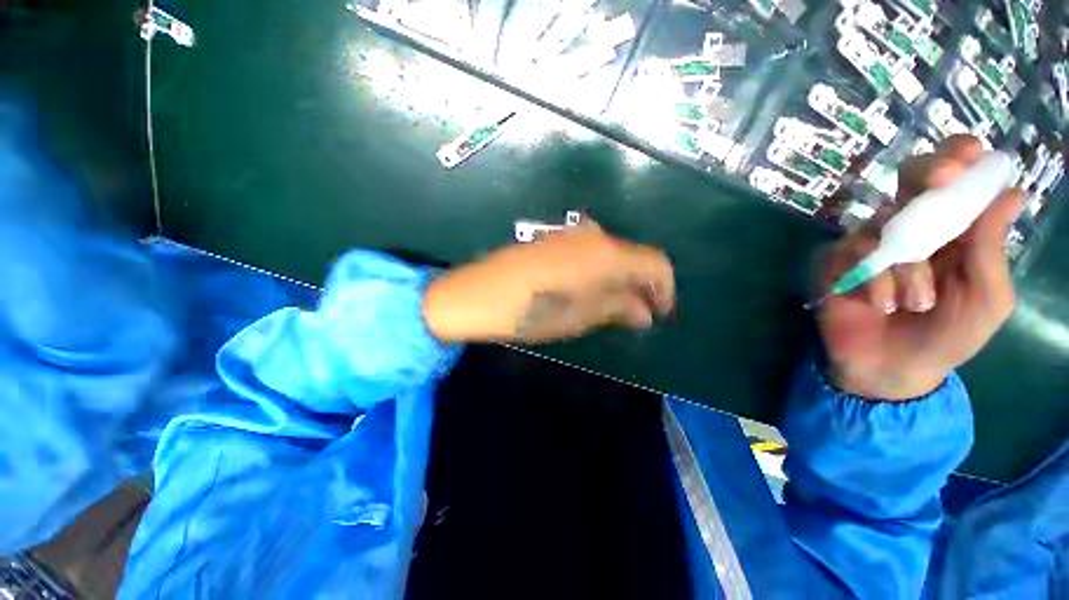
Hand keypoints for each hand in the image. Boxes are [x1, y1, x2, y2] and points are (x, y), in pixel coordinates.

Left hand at [423, 221, 674, 343]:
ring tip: (613, 306)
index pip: (656, 264)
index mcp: (607, 254)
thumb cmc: (533, 311)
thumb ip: (618, 309)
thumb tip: (646, 313)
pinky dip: (599, 272)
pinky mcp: (554, 239)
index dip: (665, 289)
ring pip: (611, 255)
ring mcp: (571, 234)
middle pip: (633, 257)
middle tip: (638, 313)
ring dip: (620, 280)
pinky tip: (589, 290)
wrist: (479, 294)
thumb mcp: (581, 316)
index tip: (661, 312)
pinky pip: (590, 253)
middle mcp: (594, 236)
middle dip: (641, 286)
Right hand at [818, 135, 1023, 399]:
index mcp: (953, 229)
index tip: (968, 156)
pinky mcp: (835, 262)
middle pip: (909, 176)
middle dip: (926, 173)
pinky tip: (880, 304)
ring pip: (884, 223)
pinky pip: (850, 252)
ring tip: (915, 303)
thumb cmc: (949, 336)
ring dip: (906, 264)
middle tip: (941, 184)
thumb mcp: (986, 300)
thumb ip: (992, 251)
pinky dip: (872, 278)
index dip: (958, 156)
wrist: (892, 368)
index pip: (955, 177)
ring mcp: (869, 243)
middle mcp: (912, 227)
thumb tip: (1011, 193)